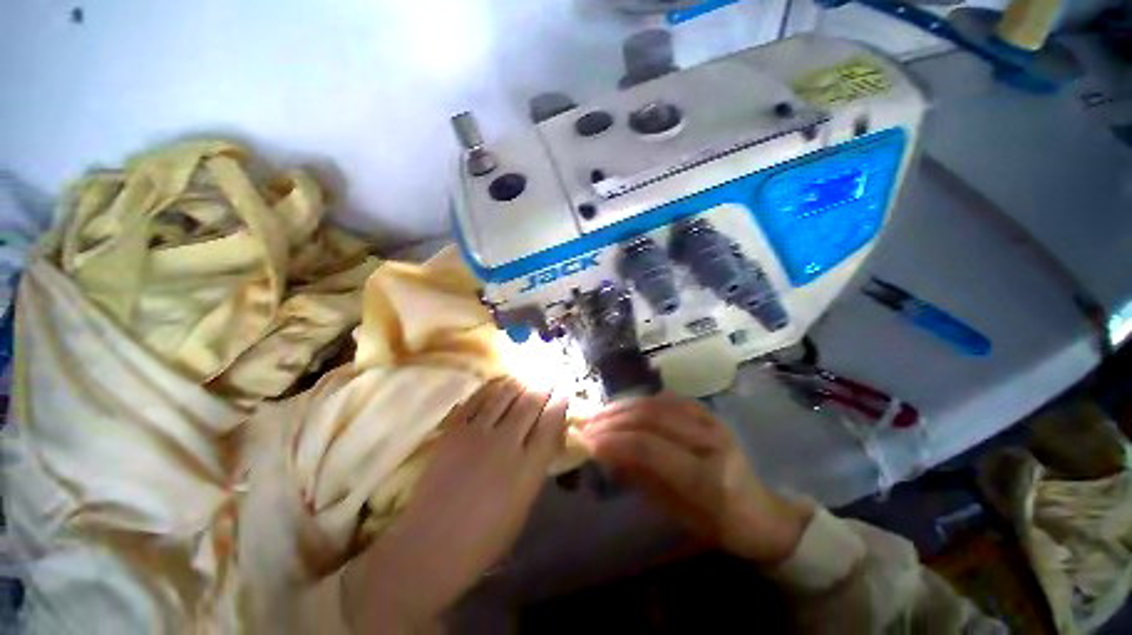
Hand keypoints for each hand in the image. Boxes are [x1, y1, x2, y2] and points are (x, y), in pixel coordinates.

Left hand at [342, 378, 567, 628]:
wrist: (430, 546)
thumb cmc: (484, 539)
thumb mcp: (523, 506)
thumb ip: (536, 468)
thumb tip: (544, 440)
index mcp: (527, 468)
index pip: (550, 424)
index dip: (559, 405)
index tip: (563, 395)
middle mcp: (506, 444)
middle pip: (530, 403)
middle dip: (542, 389)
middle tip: (547, 382)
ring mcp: (477, 434)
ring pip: (505, 395)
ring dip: (518, 384)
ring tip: (524, 380)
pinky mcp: (453, 432)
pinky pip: (476, 401)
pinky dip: (490, 389)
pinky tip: (497, 385)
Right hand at [581, 393, 810, 565]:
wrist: (759, 511)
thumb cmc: (715, 523)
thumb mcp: (675, 510)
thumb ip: (640, 477)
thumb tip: (605, 453)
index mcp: (705, 475)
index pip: (650, 447)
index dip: (615, 441)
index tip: (587, 442)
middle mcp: (709, 440)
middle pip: (650, 417)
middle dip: (613, 419)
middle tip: (587, 424)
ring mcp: (711, 421)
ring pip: (656, 403)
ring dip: (623, 406)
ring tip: (599, 413)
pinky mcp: (708, 413)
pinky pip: (668, 399)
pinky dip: (642, 401)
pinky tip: (625, 408)